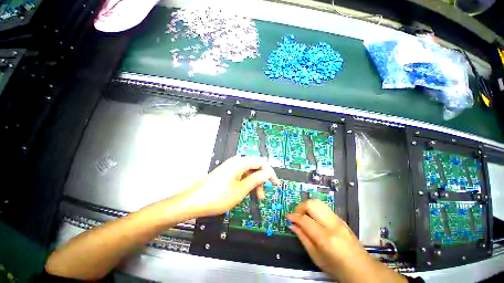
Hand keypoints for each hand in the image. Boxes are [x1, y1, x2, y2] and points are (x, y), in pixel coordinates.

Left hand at [182, 156, 278, 217]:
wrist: (194, 201)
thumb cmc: (219, 196)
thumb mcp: (242, 189)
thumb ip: (257, 179)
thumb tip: (268, 173)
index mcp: (240, 162)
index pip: (261, 162)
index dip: (270, 173)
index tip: (275, 184)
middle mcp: (236, 162)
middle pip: (255, 167)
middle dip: (261, 179)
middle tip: (263, 194)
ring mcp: (230, 168)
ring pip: (248, 172)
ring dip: (254, 183)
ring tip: (256, 196)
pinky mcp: (227, 173)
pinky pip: (241, 176)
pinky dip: (246, 183)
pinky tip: (246, 192)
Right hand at [287, 200, 406, 282]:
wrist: (361, 268)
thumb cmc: (337, 267)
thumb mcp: (316, 257)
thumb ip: (302, 238)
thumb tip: (291, 225)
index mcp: (326, 238)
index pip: (305, 219)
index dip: (293, 216)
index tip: (287, 217)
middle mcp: (332, 225)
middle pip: (311, 204)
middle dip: (299, 207)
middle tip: (295, 215)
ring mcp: (338, 220)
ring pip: (317, 202)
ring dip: (306, 206)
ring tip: (303, 215)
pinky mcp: (340, 218)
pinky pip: (323, 207)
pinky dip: (314, 209)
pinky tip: (312, 218)